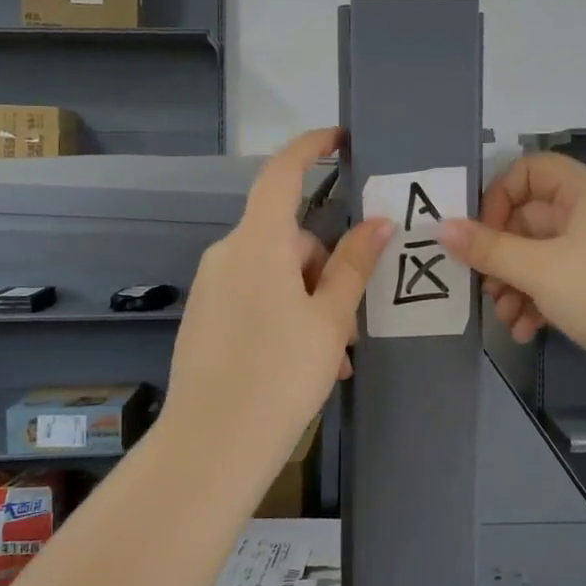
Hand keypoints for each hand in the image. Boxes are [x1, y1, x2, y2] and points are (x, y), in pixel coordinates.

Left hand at [163, 129, 393, 454]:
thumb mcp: (329, 319)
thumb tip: (379, 222)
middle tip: (352, 325)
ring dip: (309, 301)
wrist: (211, 446)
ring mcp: (212, 286)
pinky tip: (304, 362)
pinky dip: (284, 315)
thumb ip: (354, 265)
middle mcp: (227, 254)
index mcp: (257, 243)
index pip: (282, 175)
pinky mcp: (206, 316)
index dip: (310, 148)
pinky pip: (255, 297)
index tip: (339, 139)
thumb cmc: (279, 375)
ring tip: (333, 356)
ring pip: (275, 274)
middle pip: (289, 238)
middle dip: (326, 270)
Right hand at [439, 153, 585, 410]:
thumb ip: (487, 248)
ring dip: (514, 285)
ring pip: (540, 257)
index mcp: (585, 194)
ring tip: (505, 316)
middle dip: (501, 254)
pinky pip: (558, 284)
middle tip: (484, 285)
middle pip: (529, 219)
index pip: (530, 171)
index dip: (499, 196)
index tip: (479, 232)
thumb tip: (441, 227)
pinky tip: (526, 331)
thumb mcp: (539, 269)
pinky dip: (537, 302)